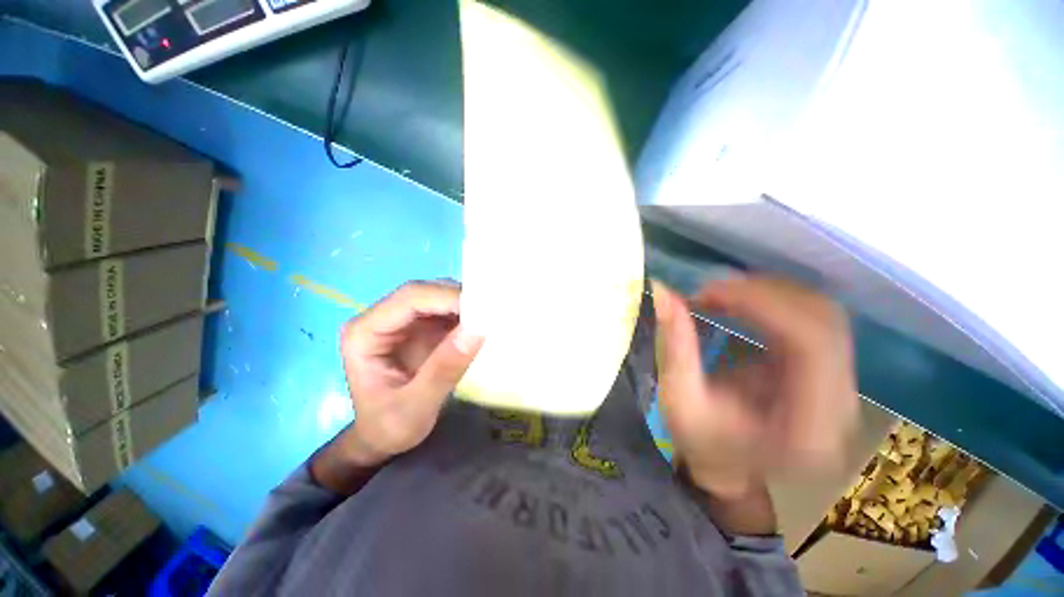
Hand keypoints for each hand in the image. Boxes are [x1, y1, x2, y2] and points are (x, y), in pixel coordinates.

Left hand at [336, 281, 483, 467]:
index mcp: (365, 333)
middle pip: (425, 293)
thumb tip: (478, 330)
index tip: (483, 308)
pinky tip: (485, 323)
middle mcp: (382, 318)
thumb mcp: (415, 408)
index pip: (409, 299)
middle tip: (494, 311)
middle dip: (460, 299)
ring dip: (467, 305)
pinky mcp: (422, 328)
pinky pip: (448, 312)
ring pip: (439, 298)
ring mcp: (404, 321)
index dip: (446, 297)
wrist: (383, 439)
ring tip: (494, 315)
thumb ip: (444, 370)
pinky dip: (468, 315)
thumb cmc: (389, 428)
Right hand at [652, 277, 857, 499]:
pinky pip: (814, 321)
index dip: (762, 304)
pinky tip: (741, 302)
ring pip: (825, 315)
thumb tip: (663, 291)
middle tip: (710, 289)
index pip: (811, 343)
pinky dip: (775, 302)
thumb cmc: (702, 443)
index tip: (709, 291)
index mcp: (809, 426)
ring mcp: (842, 387)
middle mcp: (841, 406)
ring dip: (770, 294)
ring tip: (722, 293)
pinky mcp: (829, 372)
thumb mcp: (679, 399)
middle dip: (763, 293)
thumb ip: (675, 344)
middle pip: (825, 321)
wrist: (730, 467)